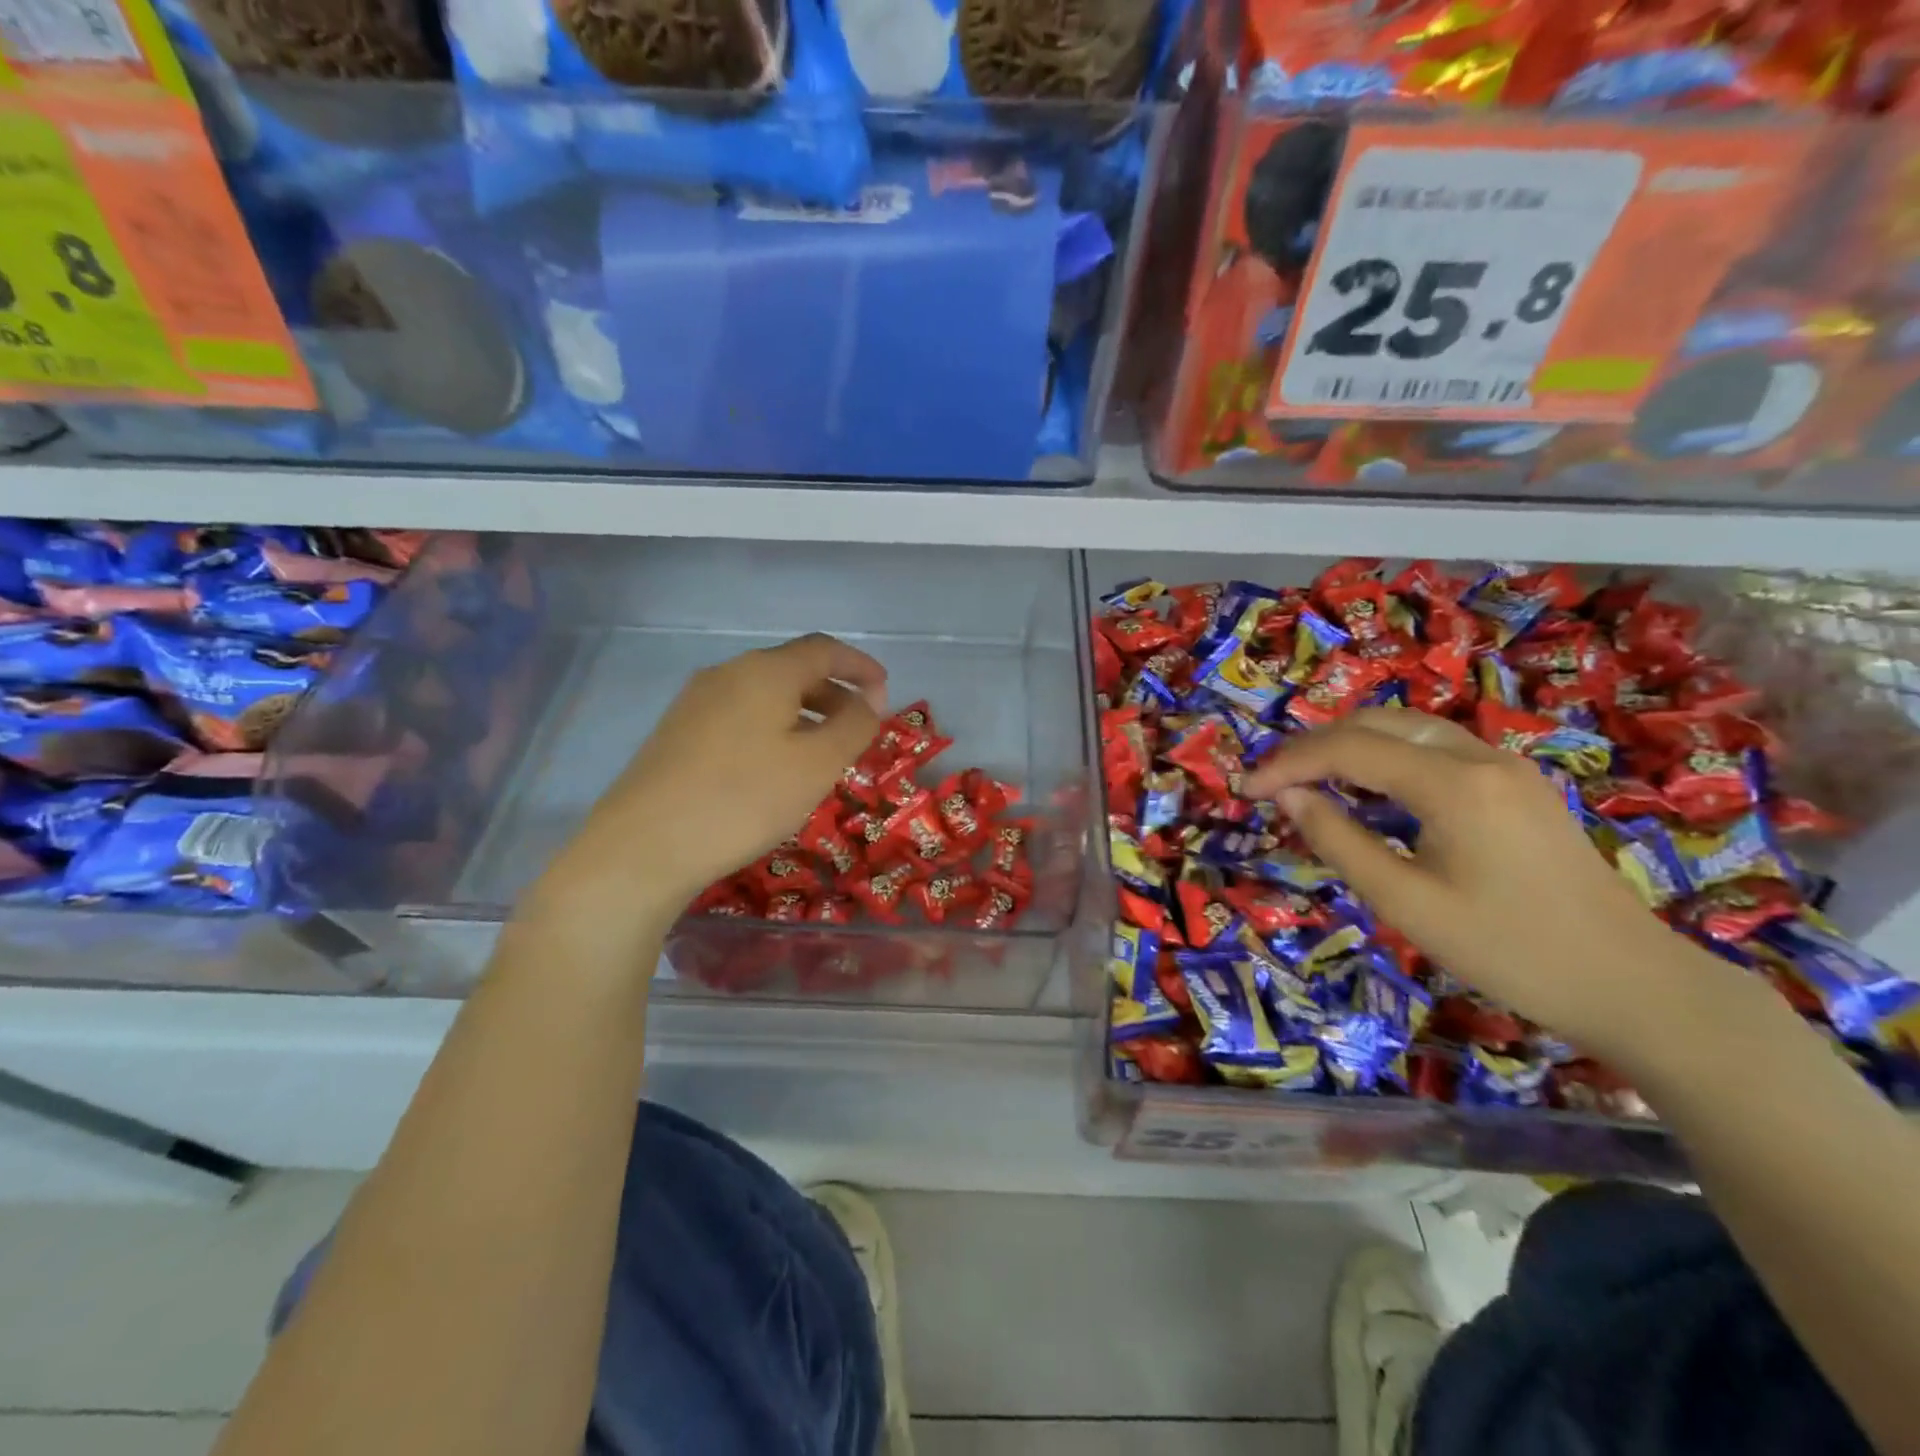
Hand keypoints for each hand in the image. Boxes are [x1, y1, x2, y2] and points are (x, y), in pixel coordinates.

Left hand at [531, 633, 885, 919]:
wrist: (643, 846)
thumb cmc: (744, 799)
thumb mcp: (817, 764)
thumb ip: (854, 725)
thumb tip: (869, 699)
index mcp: (766, 671)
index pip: (824, 650)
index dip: (860, 666)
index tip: (885, 691)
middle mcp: (727, 674)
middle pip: (792, 670)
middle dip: (833, 693)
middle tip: (859, 728)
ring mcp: (695, 702)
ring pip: (764, 695)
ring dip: (802, 713)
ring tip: (821, 752)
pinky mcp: (676, 733)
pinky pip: (739, 716)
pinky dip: (771, 728)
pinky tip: (773, 768)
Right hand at [1242, 708, 1722, 1054]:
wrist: (1633, 985)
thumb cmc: (1509, 951)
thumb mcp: (1406, 903)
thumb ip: (1339, 841)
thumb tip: (1287, 796)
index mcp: (1453, 783)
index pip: (1348, 749)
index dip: (1288, 763)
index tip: (1247, 790)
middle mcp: (1480, 756)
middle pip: (1376, 724)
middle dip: (1314, 746)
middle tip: (1271, 782)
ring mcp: (1505, 766)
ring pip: (1407, 730)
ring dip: (1349, 746)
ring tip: (1308, 781)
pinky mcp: (1516, 785)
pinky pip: (1434, 750)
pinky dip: (1386, 758)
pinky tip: (1368, 790)